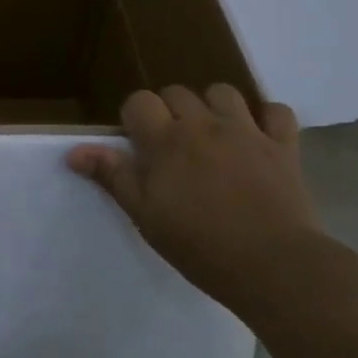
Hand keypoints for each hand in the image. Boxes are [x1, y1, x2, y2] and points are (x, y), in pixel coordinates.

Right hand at [67, 84, 317, 303]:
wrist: (273, 266)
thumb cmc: (199, 245)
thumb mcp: (145, 215)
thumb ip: (112, 176)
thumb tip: (73, 152)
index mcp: (165, 140)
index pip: (139, 101)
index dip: (134, 117)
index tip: (138, 145)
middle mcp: (203, 125)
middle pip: (178, 92)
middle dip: (170, 110)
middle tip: (173, 146)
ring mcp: (246, 131)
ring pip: (223, 92)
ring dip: (213, 106)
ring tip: (212, 134)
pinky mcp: (284, 146)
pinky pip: (278, 111)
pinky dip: (267, 117)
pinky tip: (259, 136)